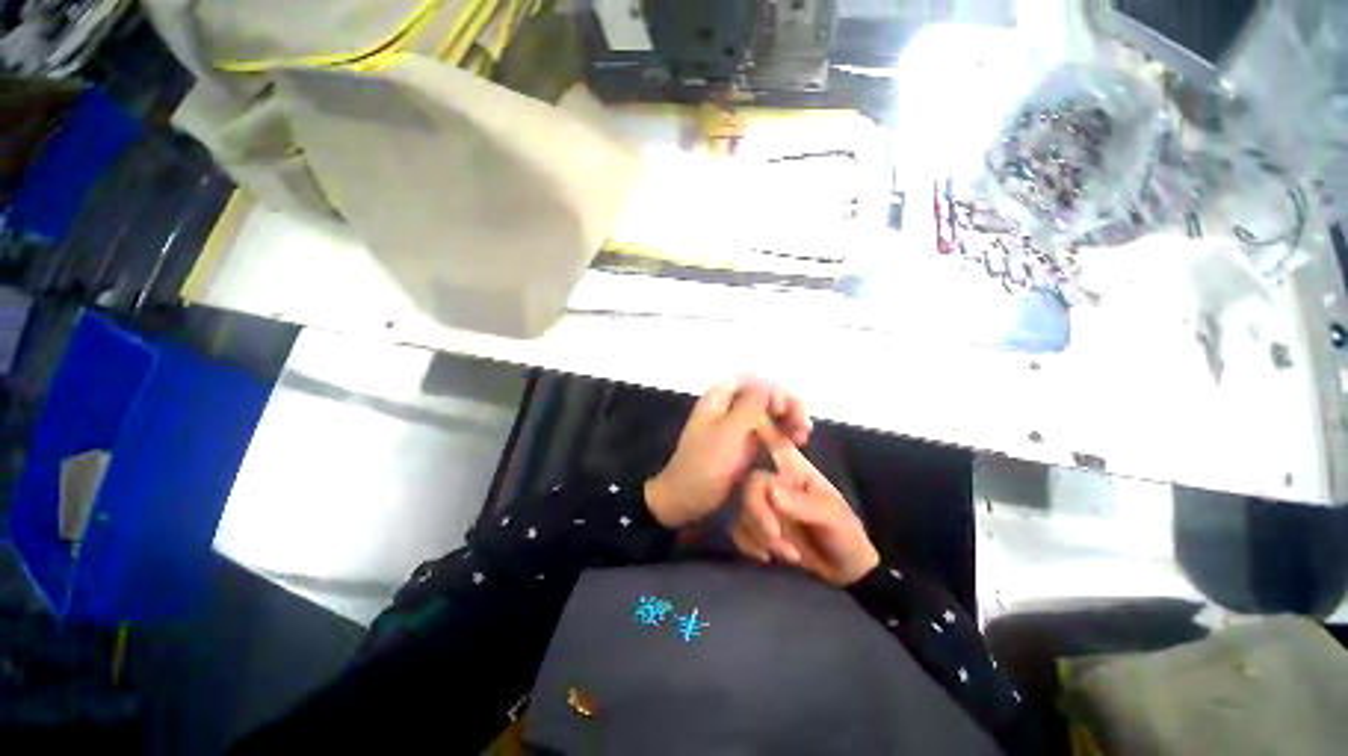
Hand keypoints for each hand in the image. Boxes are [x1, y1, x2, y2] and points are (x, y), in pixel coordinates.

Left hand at [645, 377, 811, 528]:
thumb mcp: (728, 433)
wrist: (685, 499)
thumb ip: (750, 406)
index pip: (753, 381)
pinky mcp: (742, 441)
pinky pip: (766, 429)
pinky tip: (794, 442)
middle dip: (786, 405)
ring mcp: (735, 424)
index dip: (773, 391)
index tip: (786, 412)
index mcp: (719, 398)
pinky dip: (781, 433)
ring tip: (803, 436)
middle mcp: (728, 405)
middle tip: (804, 426)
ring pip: (767, 411)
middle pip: (763, 394)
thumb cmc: (704, 465)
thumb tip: (770, 387)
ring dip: (787, 419)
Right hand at [736, 427, 878, 586]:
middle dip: (758, 513)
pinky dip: (749, 545)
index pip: (777, 445)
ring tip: (790, 555)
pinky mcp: (758, 529)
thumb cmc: (845, 534)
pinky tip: (767, 558)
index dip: (762, 431)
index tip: (750, 425)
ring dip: (760, 536)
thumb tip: (771, 492)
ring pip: (743, 510)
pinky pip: (739, 530)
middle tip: (775, 535)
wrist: (845, 572)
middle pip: (751, 484)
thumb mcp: (832, 518)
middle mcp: (776, 484)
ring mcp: (766, 507)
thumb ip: (803, 504)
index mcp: (796, 472)